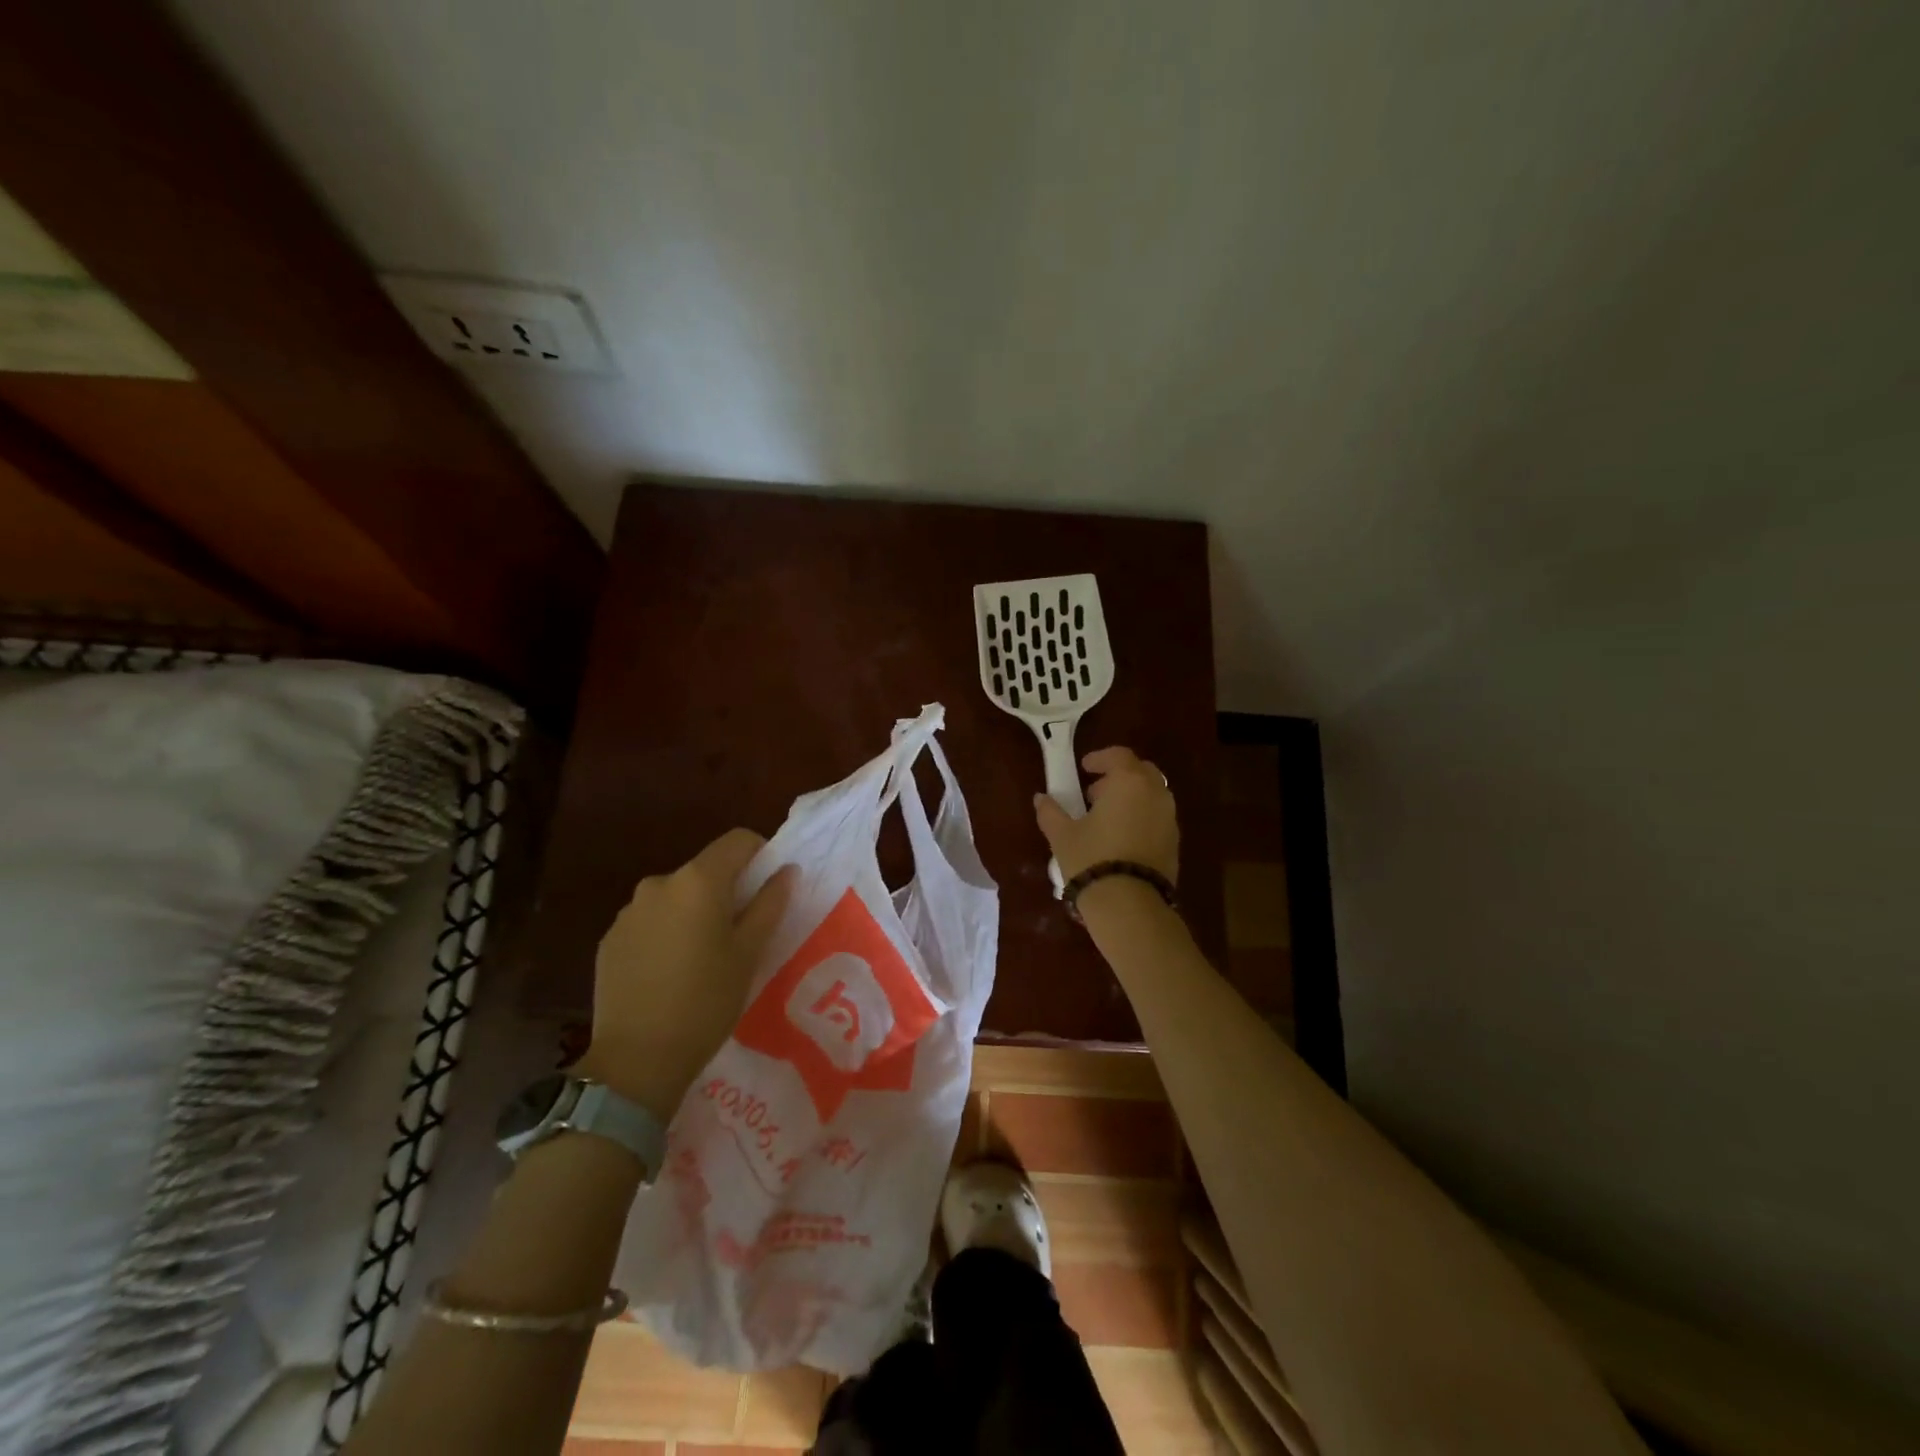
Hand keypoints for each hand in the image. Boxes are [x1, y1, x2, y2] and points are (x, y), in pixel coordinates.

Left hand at [574, 829, 794, 1119]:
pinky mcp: (610, 939)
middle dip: (726, 890)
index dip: (760, 854)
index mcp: (698, 881)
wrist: (636, 1059)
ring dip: (693, 912)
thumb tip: (786, 871)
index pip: (737, 841)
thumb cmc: (706, 1001)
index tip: (769, 887)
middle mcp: (659, 883)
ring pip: (675, 897)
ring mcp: (629, 911)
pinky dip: (665, 933)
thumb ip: (769, 904)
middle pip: (704, 870)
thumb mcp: (749, 953)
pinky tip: (669, 973)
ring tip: (702, 958)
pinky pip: (649, 921)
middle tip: (740, 933)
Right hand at [1033, 746, 1179, 884]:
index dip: (1100, 758)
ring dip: (1131, 798)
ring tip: (1105, 819)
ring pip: (1152, 795)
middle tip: (1094, 793)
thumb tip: (1040, 798)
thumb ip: (1051, 812)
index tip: (1084, 768)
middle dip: (1119, 776)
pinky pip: (1157, 818)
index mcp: (1129, 782)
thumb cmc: (1091, 859)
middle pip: (1141, 771)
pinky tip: (1120, 839)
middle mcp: (1155, 793)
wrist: (1129, 904)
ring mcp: (1169, 818)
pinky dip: (1141, 817)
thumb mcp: (1062, 835)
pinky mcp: (1174, 842)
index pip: (1119, 755)